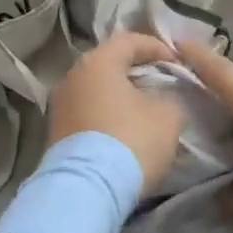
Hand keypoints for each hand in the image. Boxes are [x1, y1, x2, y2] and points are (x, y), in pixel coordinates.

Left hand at [48, 33, 185, 193]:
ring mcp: (59, 106)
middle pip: (109, 64)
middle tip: (161, 83)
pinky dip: (106, 116)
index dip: (157, 47)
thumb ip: (171, 97)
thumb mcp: (168, 116)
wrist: (86, 192)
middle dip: (137, 71)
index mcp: (97, 62)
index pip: (130, 40)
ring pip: (96, 90)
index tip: (178, 62)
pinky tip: (123, 131)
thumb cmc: (130, 141)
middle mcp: (72, 77)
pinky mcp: (55, 134)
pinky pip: (87, 113)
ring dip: (120, 96)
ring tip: (144, 110)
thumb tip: (164, 98)